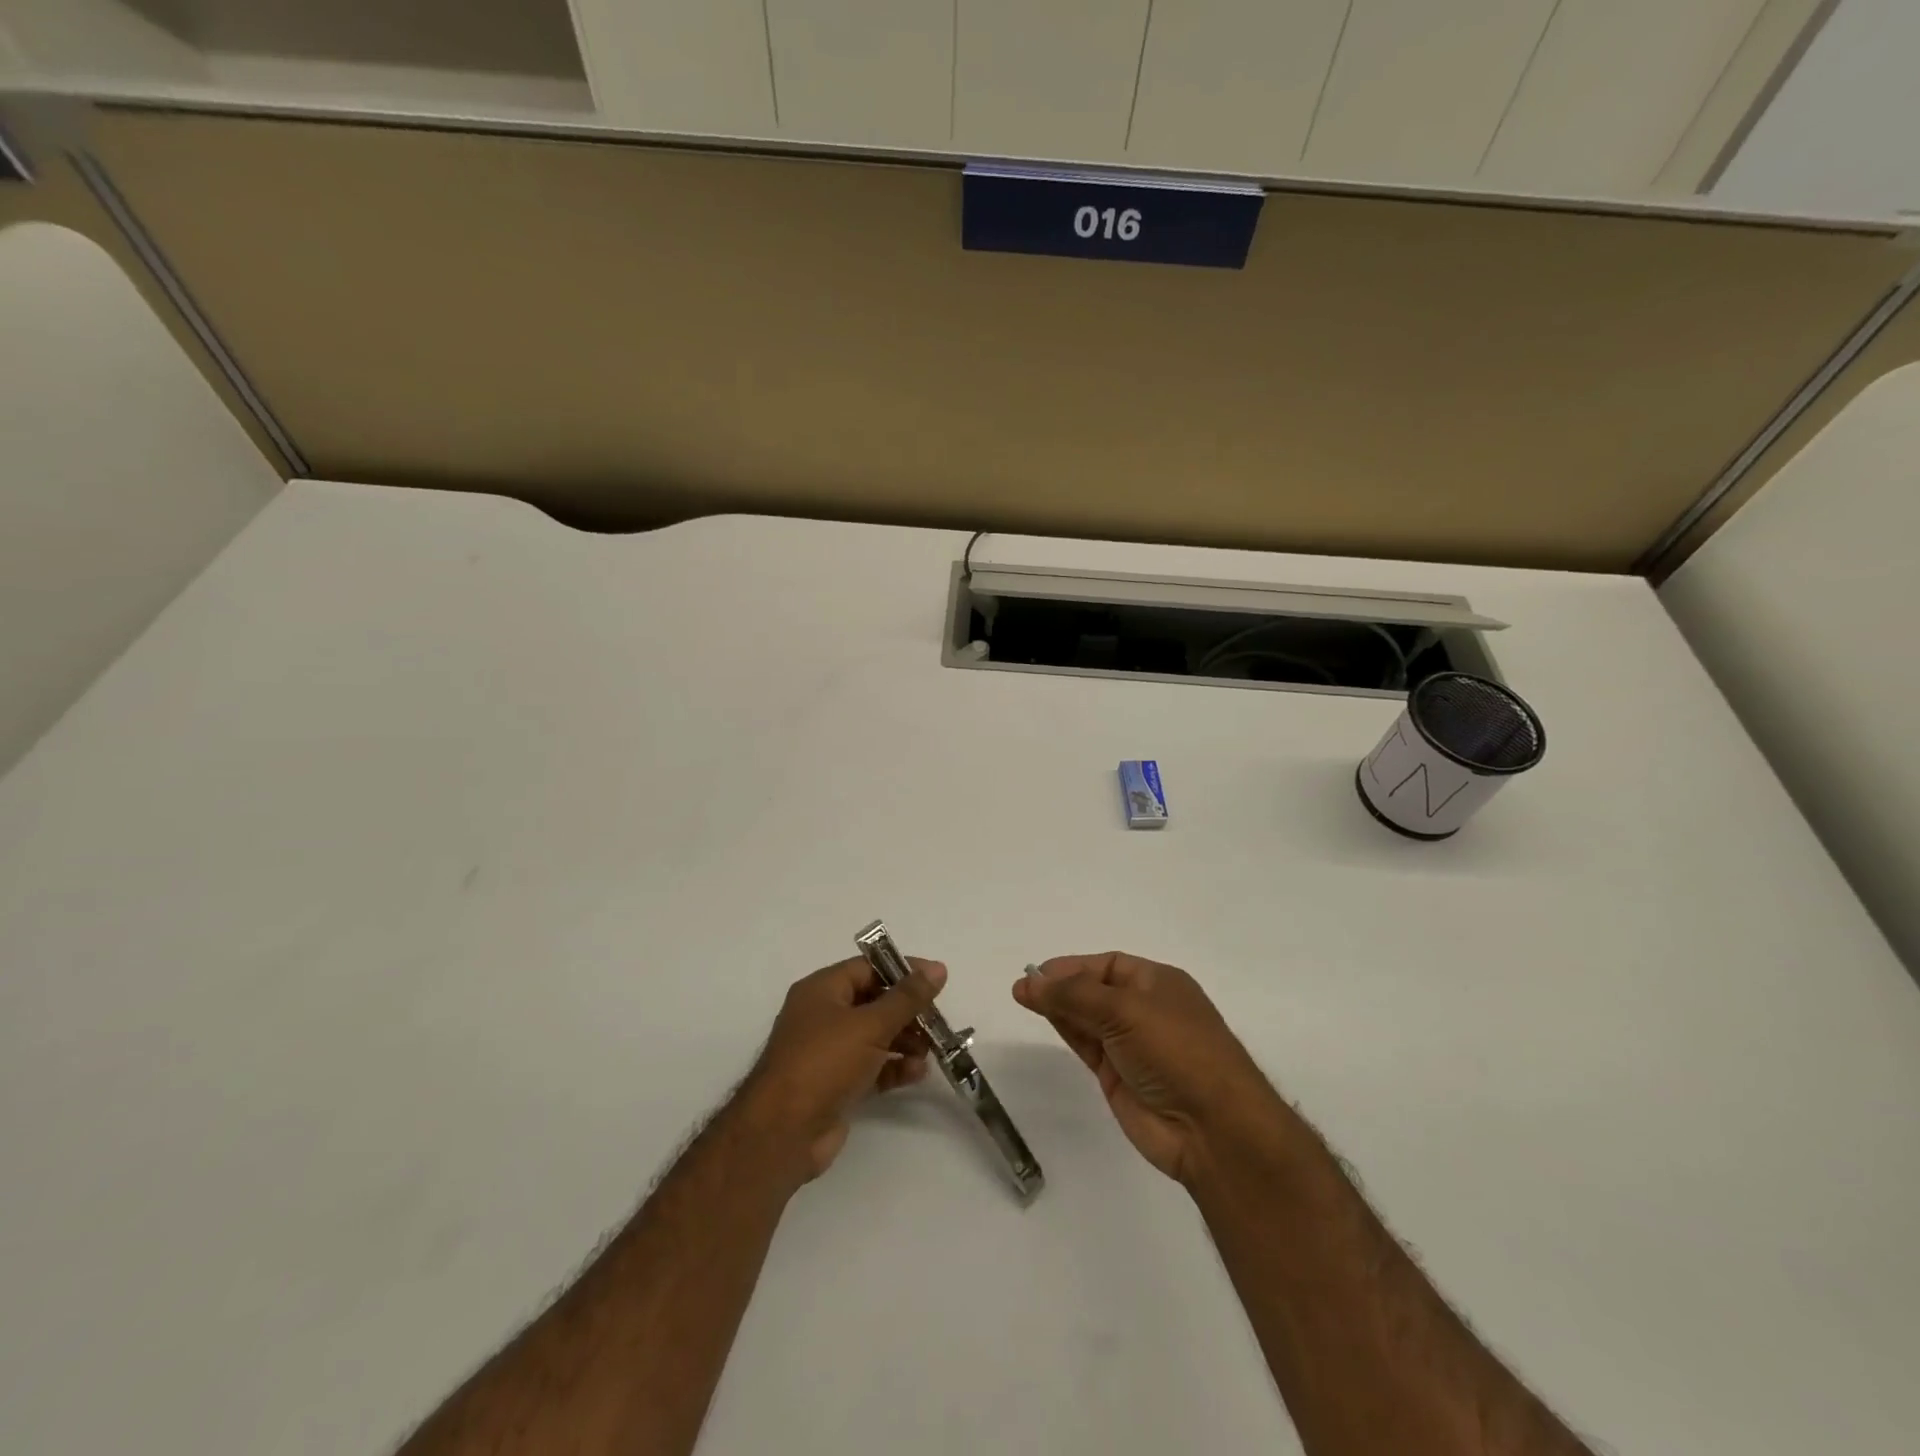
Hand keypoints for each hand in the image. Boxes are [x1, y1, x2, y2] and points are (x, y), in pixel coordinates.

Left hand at [738, 955, 946, 1183]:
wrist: (783, 1133)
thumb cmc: (824, 1063)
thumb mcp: (870, 1024)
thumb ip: (907, 998)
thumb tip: (937, 968)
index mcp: (822, 990)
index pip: (867, 968)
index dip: (902, 971)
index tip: (936, 980)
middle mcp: (822, 1016)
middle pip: (873, 1002)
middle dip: (907, 1011)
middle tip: (938, 1021)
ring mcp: (827, 1053)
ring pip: (874, 1036)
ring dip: (904, 1041)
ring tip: (931, 1050)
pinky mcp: (835, 1085)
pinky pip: (871, 1067)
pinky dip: (893, 1067)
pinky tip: (917, 1073)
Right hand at [1013, 952, 1283, 1183]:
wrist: (1211, 1129)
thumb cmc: (1176, 1050)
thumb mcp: (1125, 1010)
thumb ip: (1074, 994)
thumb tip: (1030, 981)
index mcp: (1159, 983)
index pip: (1108, 965)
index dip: (1072, 966)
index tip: (1038, 972)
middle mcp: (1146, 1009)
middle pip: (1095, 989)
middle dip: (1061, 985)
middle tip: (1023, 987)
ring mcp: (1132, 1045)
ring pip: (1087, 1017)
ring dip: (1058, 1006)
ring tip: (1022, 997)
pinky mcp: (1120, 1077)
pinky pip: (1087, 1044)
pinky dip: (1066, 1030)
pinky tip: (1045, 1018)